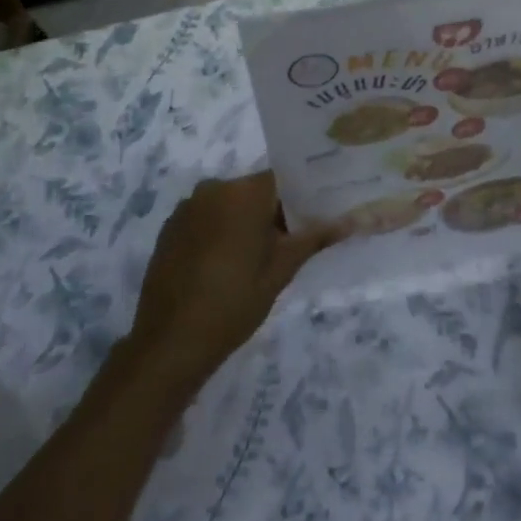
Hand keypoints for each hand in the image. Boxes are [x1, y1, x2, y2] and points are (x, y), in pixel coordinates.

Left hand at [124, 172, 339, 391]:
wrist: (170, 342)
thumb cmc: (234, 302)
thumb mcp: (280, 271)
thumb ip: (313, 239)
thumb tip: (350, 221)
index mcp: (243, 192)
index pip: (282, 178)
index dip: (301, 195)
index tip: (316, 215)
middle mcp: (213, 188)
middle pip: (255, 190)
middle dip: (274, 211)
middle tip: (293, 241)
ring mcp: (188, 207)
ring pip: (230, 204)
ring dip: (246, 222)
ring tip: (261, 257)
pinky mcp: (170, 228)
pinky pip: (206, 218)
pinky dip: (220, 231)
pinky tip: (227, 264)